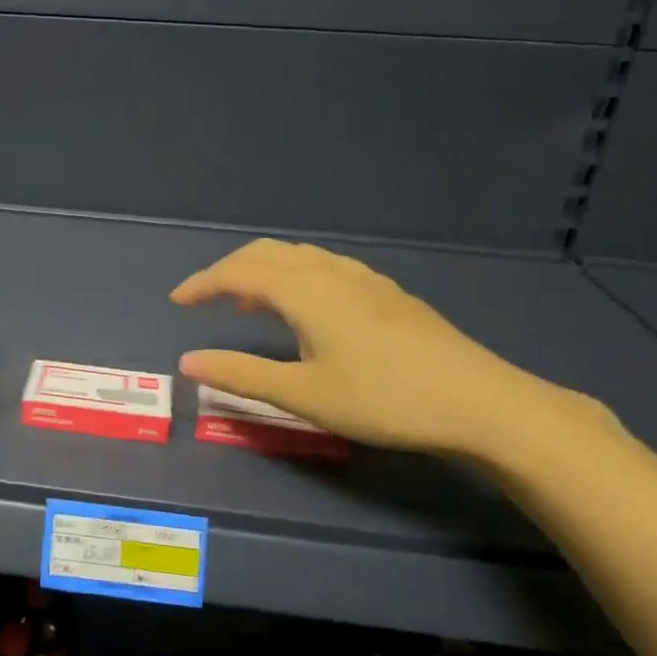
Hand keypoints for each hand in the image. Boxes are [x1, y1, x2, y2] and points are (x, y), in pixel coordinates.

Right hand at [172, 239, 582, 459]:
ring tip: (248, 305)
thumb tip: (188, 362)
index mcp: (303, 289)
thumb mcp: (302, 394)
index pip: (236, 272)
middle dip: (229, 270)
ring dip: (263, 272)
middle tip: (207, 300)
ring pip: (299, 257)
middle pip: (266, 254)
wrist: (479, 401)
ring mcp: (364, 279)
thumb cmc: (382, 398)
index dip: (202, 284)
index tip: (176, 301)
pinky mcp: (387, 293)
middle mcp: (330, 272)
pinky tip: (306, 311)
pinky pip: (324, 268)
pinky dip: (295, 277)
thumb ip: (241, 375)